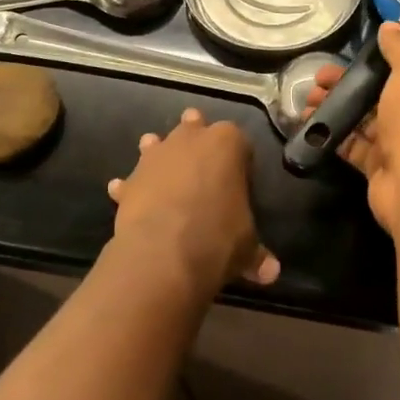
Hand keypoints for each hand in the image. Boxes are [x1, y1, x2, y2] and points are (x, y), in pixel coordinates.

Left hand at [107, 109, 279, 287]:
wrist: (164, 254)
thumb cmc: (217, 238)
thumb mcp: (246, 247)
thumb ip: (256, 254)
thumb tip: (271, 272)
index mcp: (227, 143)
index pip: (239, 141)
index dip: (240, 160)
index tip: (240, 181)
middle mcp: (191, 138)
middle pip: (194, 126)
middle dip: (196, 139)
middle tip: (201, 163)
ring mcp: (157, 155)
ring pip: (157, 143)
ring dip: (158, 154)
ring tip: (163, 173)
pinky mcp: (132, 178)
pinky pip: (132, 179)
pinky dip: (130, 188)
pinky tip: (128, 198)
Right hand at [305, 23, 399, 235]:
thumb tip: (390, 26)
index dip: (383, 62)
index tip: (354, 57)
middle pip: (383, 94)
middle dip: (349, 84)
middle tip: (319, 78)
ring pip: (366, 119)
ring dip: (337, 106)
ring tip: (307, 99)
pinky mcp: (381, 167)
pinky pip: (354, 145)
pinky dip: (333, 133)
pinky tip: (309, 123)